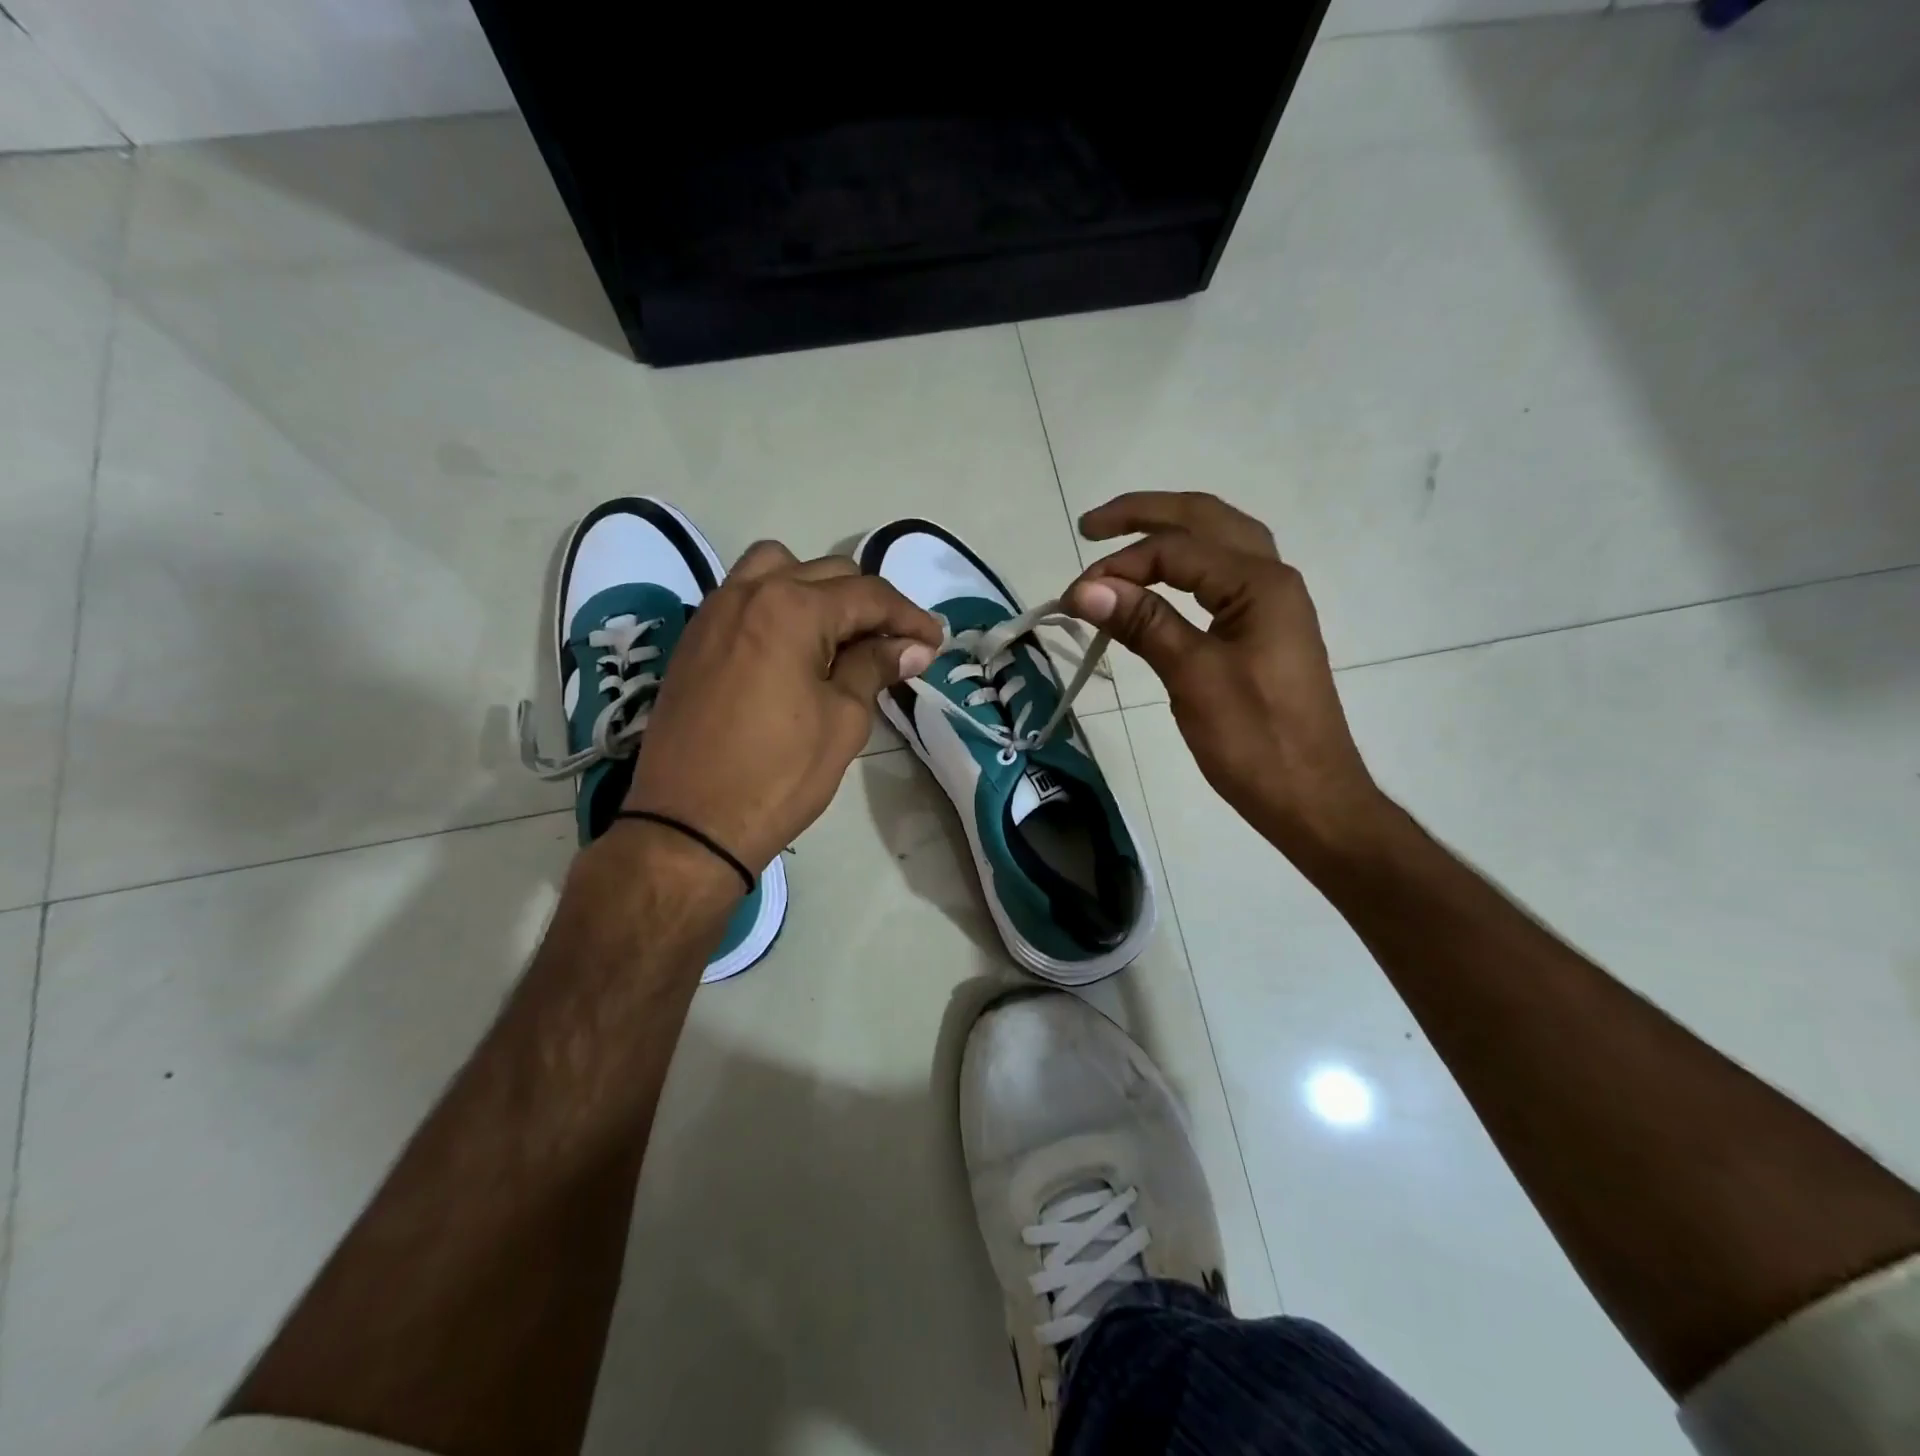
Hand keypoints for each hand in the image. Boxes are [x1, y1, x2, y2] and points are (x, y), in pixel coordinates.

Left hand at [623, 543, 941, 872]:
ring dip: (818, 591)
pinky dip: (779, 604)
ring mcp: (714, 611)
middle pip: (827, 574)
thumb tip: (911, 647)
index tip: (935, 642)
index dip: (909, 617)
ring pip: (778, 569)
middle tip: (895, 647)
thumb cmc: (778, 774)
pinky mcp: (694, 638)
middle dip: (870, 605)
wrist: (689, 823)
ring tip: (838, 635)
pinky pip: (745, 596)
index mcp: (792, 608)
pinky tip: (794, 648)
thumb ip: (875, 668)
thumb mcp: (843, 720)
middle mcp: (749, 593)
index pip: (868, 595)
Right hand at [1068, 492, 1383, 857]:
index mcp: (1259, 583)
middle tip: (1090, 526)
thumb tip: (1084, 589)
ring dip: (1169, 534)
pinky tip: (1161, 583)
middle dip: (1145, 515)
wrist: (1310, 797)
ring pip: (1218, 544)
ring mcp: (1271, 605)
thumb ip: (1143, 624)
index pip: (1176, 550)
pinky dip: (1185, 569)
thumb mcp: (1193, 677)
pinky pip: (1220, 579)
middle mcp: (1271, 579)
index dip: (1119, 566)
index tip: (1072, 599)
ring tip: (1121, 541)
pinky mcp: (1264, 632)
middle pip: (1205, 520)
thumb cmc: (1255, 740)